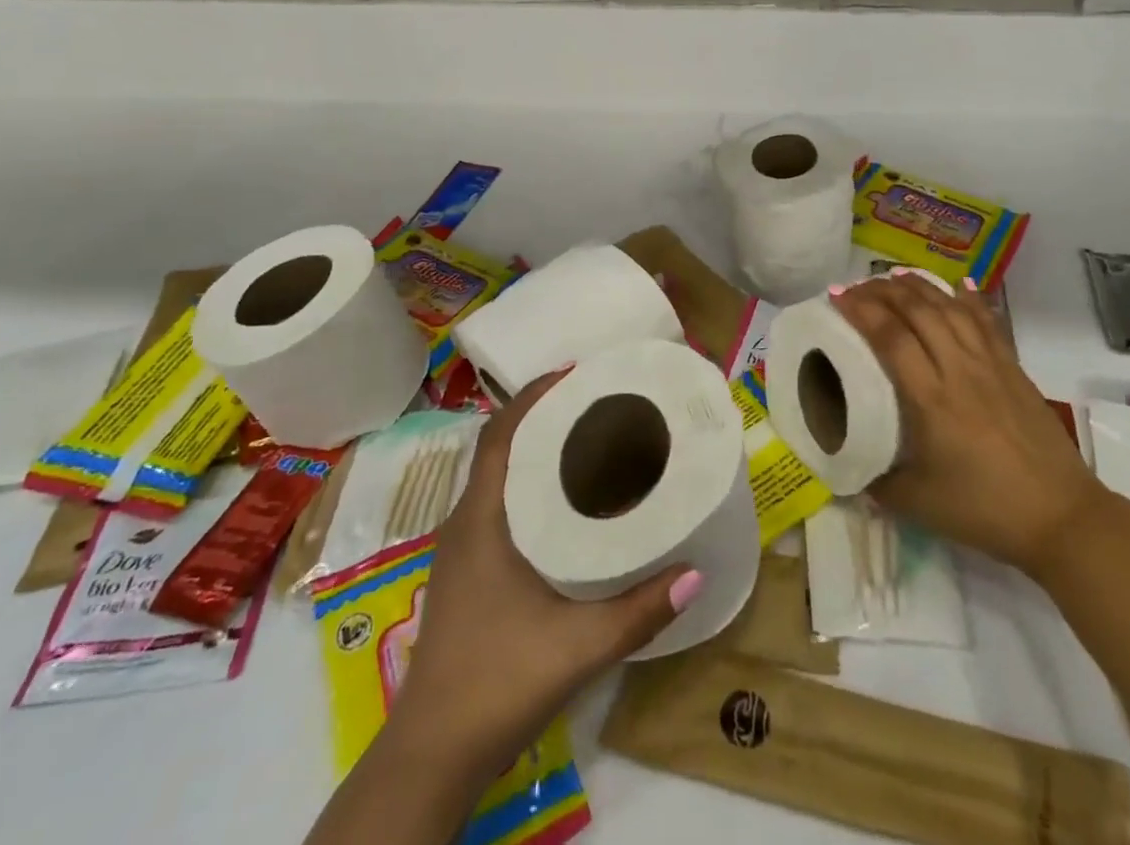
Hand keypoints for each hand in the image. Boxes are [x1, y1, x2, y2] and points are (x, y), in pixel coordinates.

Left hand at [383, 369, 701, 780]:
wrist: (431, 757)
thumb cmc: (497, 682)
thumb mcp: (579, 645)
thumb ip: (640, 610)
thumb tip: (697, 571)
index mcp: (482, 519)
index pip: (501, 433)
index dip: (534, 395)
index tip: (577, 373)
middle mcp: (466, 522)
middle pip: (503, 446)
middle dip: (545, 416)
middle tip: (599, 403)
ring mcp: (461, 549)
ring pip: (499, 476)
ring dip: (536, 450)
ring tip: (590, 441)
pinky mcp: (466, 572)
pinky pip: (499, 504)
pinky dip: (530, 484)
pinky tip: (567, 503)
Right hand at [830, 273, 1102, 574]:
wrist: (1061, 517)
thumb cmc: (984, 510)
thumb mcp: (918, 504)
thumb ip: (877, 481)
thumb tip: (849, 465)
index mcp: (931, 399)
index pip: (890, 338)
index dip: (861, 311)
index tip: (836, 296)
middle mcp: (959, 369)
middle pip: (919, 312)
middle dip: (883, 291)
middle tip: (857, 285)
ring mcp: (991, 364)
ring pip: (951, 308)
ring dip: (920, 287)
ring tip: (895, 277)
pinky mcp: (1013, 368)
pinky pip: (987, 321)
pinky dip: (969, 298)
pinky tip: (958, 284)